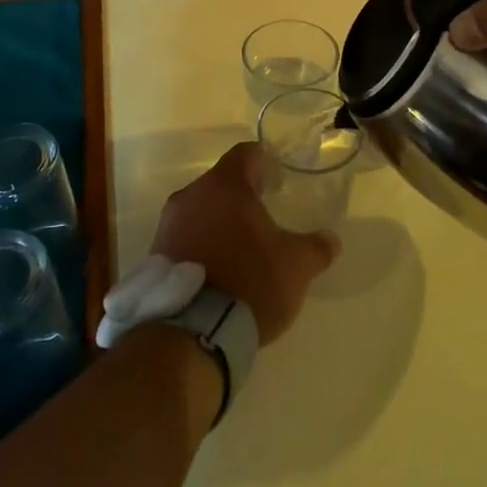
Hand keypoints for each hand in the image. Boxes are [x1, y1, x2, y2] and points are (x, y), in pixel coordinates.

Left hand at [151, 143, 337, 342]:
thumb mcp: (296, 266)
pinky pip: (184, 237)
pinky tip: (217, 270)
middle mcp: (192, 194)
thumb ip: (316, 248)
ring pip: (200, 210)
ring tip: (240, 248)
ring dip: (219, 222)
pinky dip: (201, 245)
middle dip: (242, 196)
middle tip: (264, 217)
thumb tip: (331, 240)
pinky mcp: (155, 254)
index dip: (264, 162)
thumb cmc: (249, 282)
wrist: (190, 333)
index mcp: (226, 185)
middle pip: (221, 182)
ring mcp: (168, 224)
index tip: (278, 180)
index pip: (246, 154)